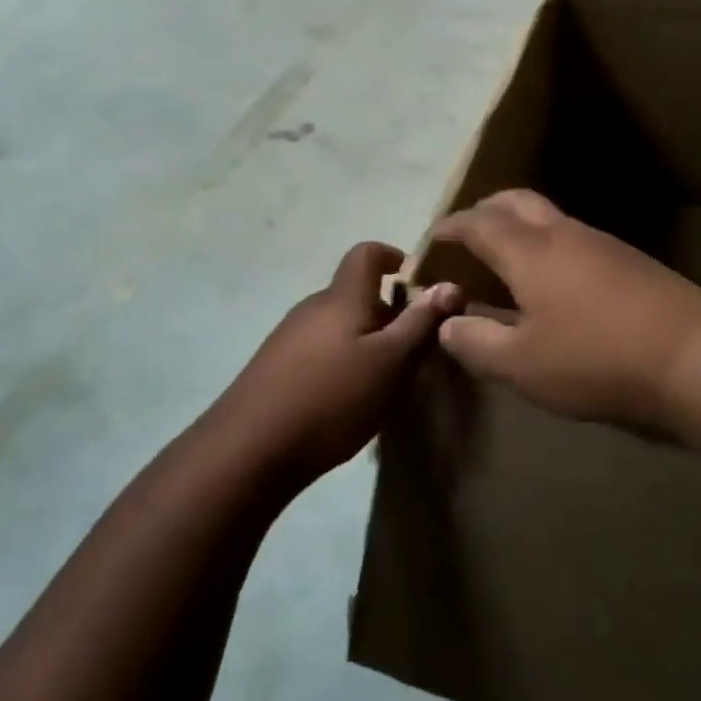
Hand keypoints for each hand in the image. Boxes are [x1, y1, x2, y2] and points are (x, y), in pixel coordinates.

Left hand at [218, 242, 460, 480]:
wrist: (250, 448)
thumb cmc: (332, 397)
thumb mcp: (390, 363)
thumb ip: (420, 323)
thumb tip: (449, 284)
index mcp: (342, 297)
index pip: (367, 253)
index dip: (394, 257)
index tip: (418, 284)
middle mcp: (313, 306)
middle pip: (356, 293)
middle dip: (388, 314)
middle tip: (413, 350)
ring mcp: (289, 336)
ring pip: (339, 325)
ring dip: (366, 341)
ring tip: (384, 381)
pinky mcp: (275, 366)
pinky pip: (320, 349)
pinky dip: (342, 362)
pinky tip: (347, 401)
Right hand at [431, 190, 700, 432]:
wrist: (697, 357)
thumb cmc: (597, 359)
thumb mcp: (523, 365)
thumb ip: (476, 343)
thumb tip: (447, 324)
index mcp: (530, 251)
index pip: (478, 223)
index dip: (450, 227)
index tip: (431, 237)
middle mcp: (564, 234)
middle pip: (516, 201)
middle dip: (486, 210)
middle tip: (468, 234)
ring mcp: (603, 243)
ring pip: (550, 217)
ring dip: (520, 226)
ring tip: (507, 259)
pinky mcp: (631, 261)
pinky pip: (575, 238)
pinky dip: (548, 245)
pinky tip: (555, 282)